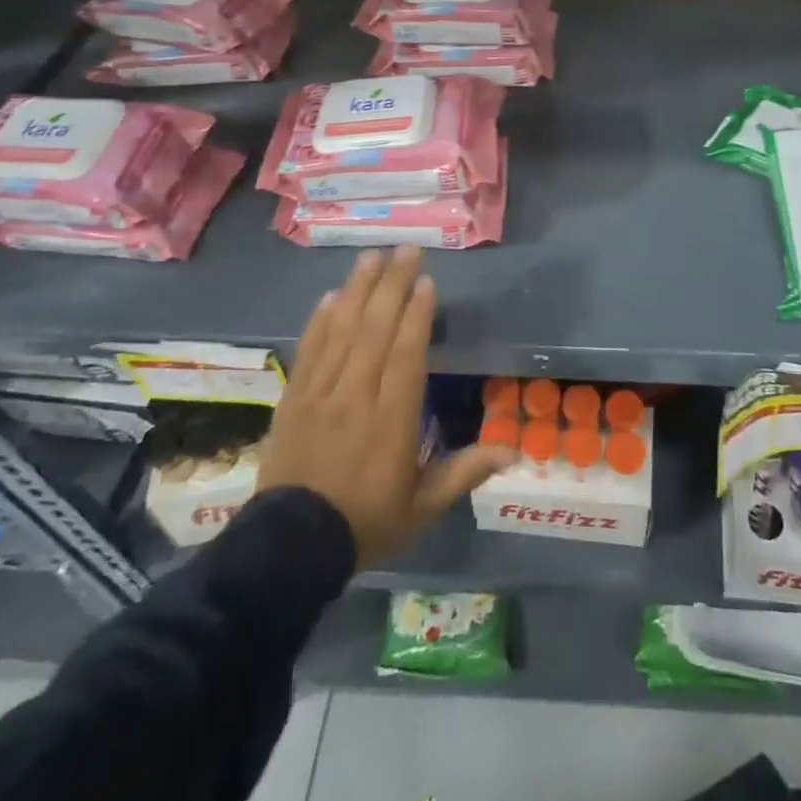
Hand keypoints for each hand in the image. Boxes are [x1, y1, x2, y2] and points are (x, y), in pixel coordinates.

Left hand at [255, 247, 513, 566]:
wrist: (287, 550)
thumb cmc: (365, 524)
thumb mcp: (422, 508)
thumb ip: (463, 473)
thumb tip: (513, 451)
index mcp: (391, 419)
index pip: (406, 355)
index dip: (417, 315)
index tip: (427, 282)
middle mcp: (355, 396)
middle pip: (375, 330)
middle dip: (392, 285)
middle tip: (406, 250)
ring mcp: (320, 394)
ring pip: (342, 330)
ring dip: (358, 290)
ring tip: (371, 256)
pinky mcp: (293, 399)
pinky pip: (309, 350)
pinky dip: (320, 320)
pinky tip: (331, 296)